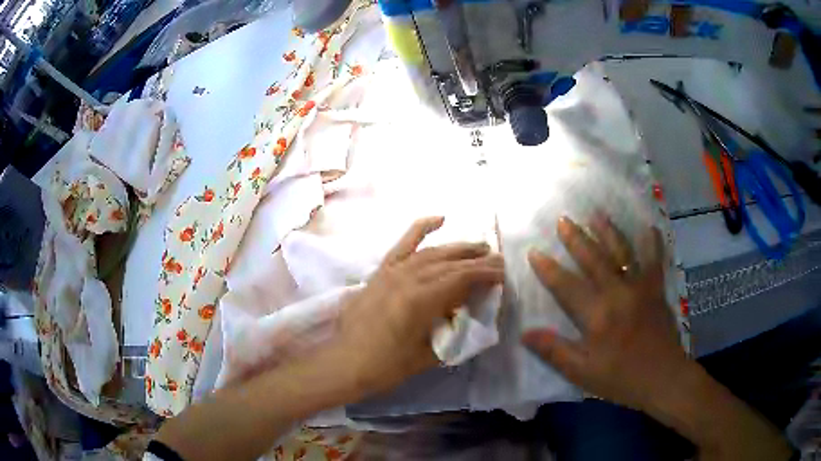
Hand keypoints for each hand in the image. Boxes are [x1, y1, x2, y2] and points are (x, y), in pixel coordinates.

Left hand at [337, 217, 503, 397]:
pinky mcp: (381, 272)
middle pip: (450, 263)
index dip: (486, 275)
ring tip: (480, 248)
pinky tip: (439, 218)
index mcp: (420, 300)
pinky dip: (421, 228)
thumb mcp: (428, 356)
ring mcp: (392, 272)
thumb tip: (473, 318)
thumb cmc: (386, 366)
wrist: (345, 362)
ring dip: (458, 249)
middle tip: (498, 260)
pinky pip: (403, 245)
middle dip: (478, 260)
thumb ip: (453, 334)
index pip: (461, 279)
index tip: (503, 274)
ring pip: (432, 253)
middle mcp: (407, 278)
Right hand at [522, 214, 687, 411]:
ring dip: (608, 232)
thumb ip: (554, 351)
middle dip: (576, 239)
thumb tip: (525, 333)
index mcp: (597, 315)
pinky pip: (654, 261)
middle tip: (563, 219)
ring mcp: (640, 288)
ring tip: (596, 214)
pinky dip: (652, 243)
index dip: (548, 269)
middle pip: (594, 260)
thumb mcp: (582, 372)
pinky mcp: (656, 289)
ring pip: (622, 253)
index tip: (534, 251)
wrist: (663, 378)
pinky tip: (649, 227)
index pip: (566, 286)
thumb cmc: (621, 378)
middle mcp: (618, 293)